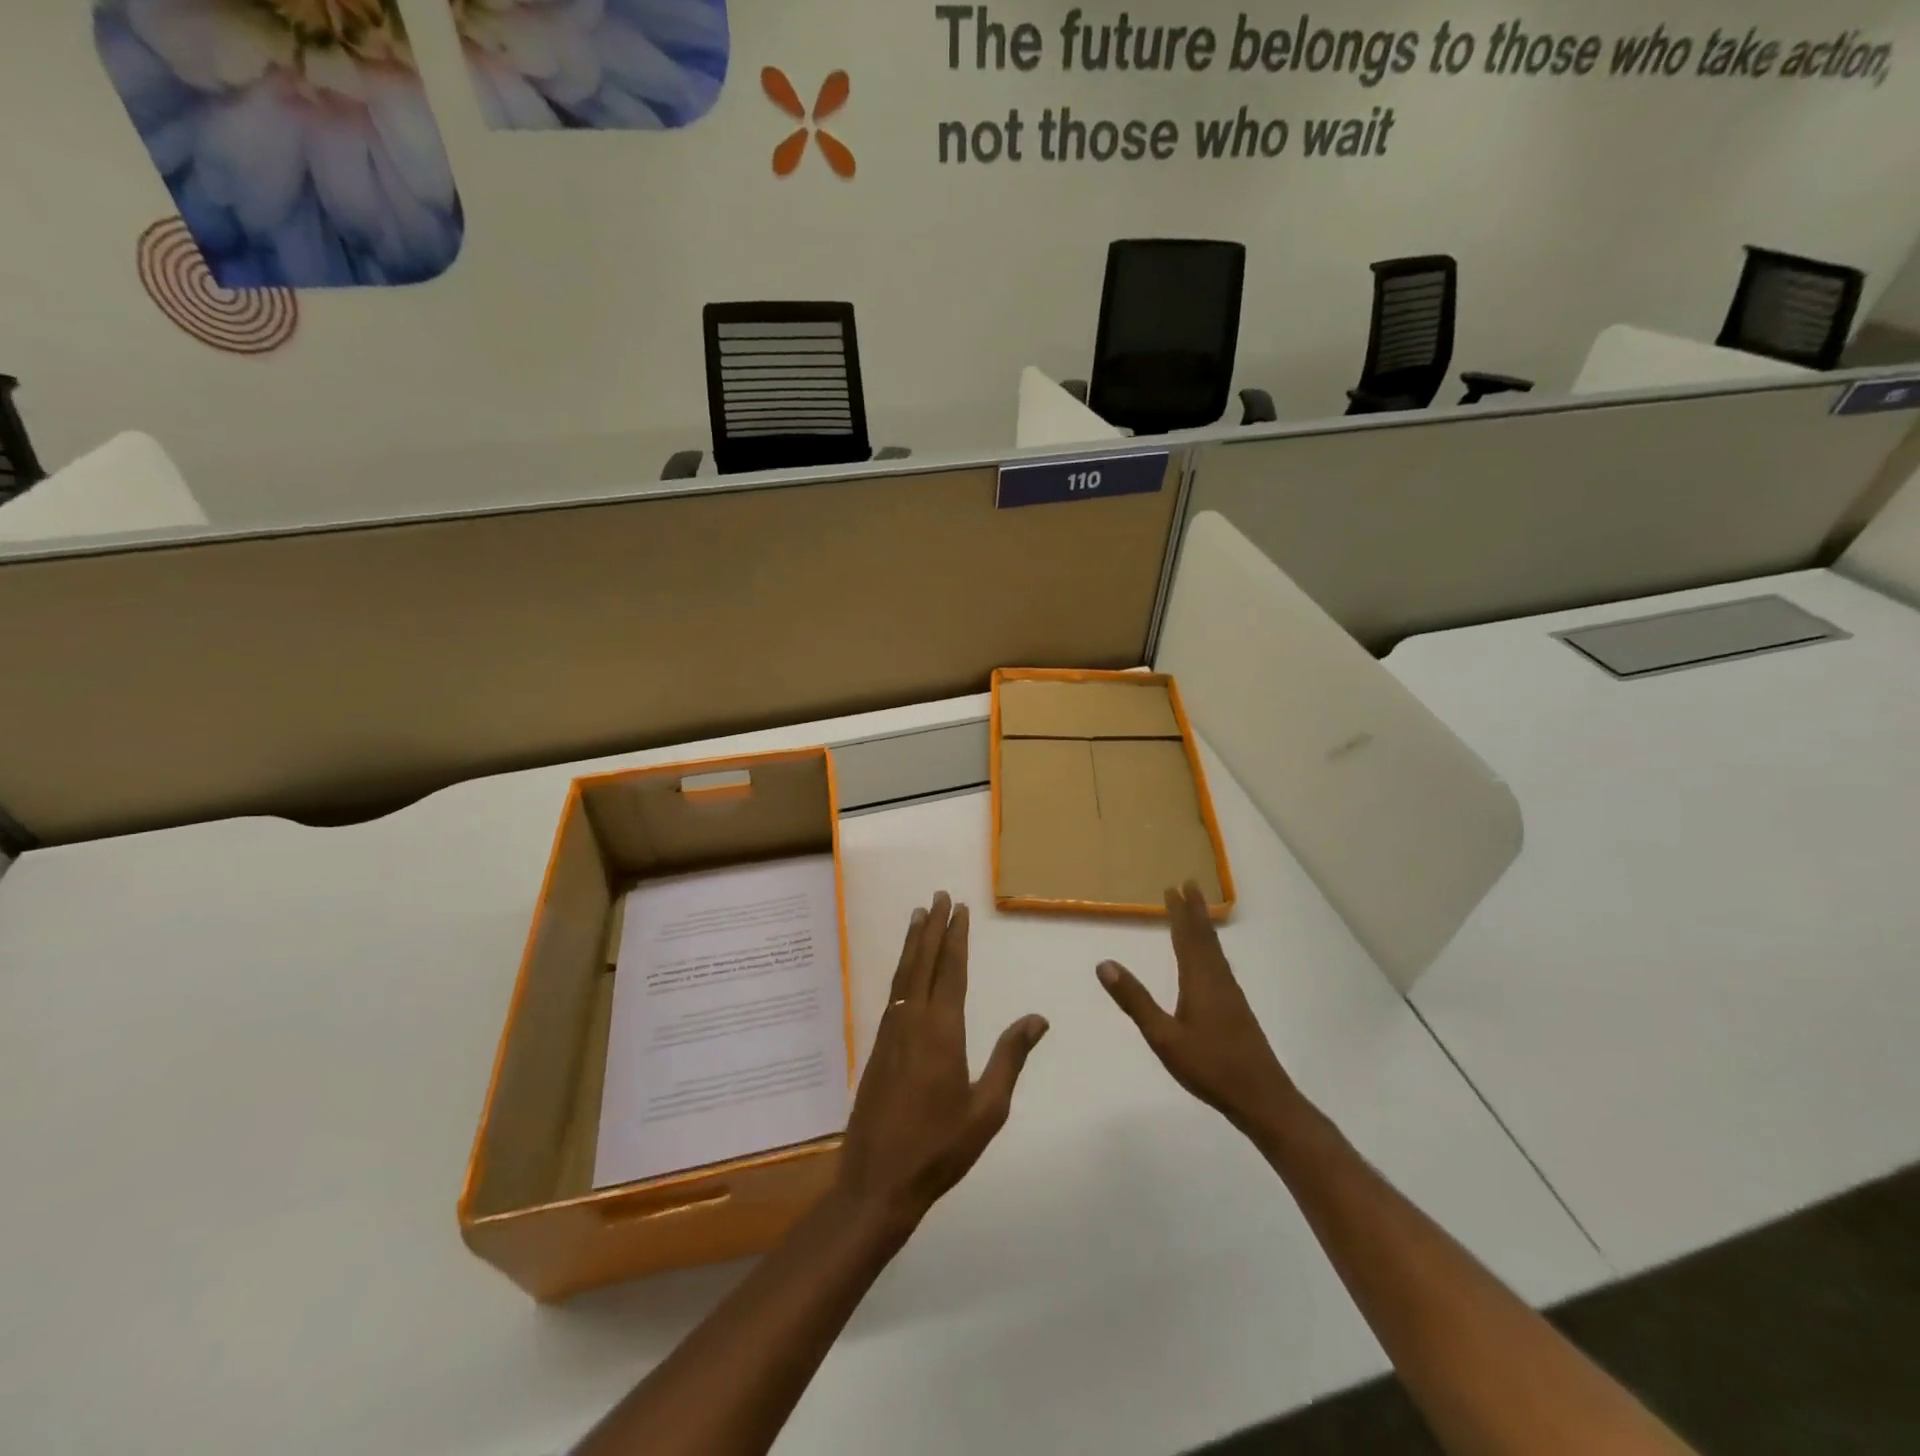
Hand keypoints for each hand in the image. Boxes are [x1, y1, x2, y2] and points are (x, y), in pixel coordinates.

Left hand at [836, 892, 1048, 1230]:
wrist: (878, 1180)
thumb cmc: (940, 1147)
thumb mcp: (987, 1108)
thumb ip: (1010, 1058)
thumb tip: (1038, 1018)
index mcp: (941, 1030)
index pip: (951, 970)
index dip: (955, 937)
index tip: (958, 908)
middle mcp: (912, 1020)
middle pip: (923, 962)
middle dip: (931, 927)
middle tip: (937, 896)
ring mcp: (890, 1032)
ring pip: (903, 974)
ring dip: (912, 942)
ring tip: (917, 916)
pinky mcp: (877, 1047)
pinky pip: (893, 993)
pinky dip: (901, 970)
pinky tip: (905, 970)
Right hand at [1097, 881, 1297, 1134]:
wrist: (1262, 1098)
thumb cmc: (1210, 1067)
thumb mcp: (1164, 1037)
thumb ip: (1135, 1001)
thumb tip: (1105, 964)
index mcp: (1199, 980)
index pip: (1186, 937)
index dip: (1179, 912)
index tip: (1172, 887)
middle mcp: (1217, 980)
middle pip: (1205, 937)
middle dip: (1195, 910)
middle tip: (1189, 883)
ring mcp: (1230, 995)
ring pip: (1215, 950)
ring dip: (1204, 927)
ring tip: (1197, 912)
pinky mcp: (1237, 1009)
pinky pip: (1219, 964)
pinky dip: (1210, 948)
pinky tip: (1209, 960)